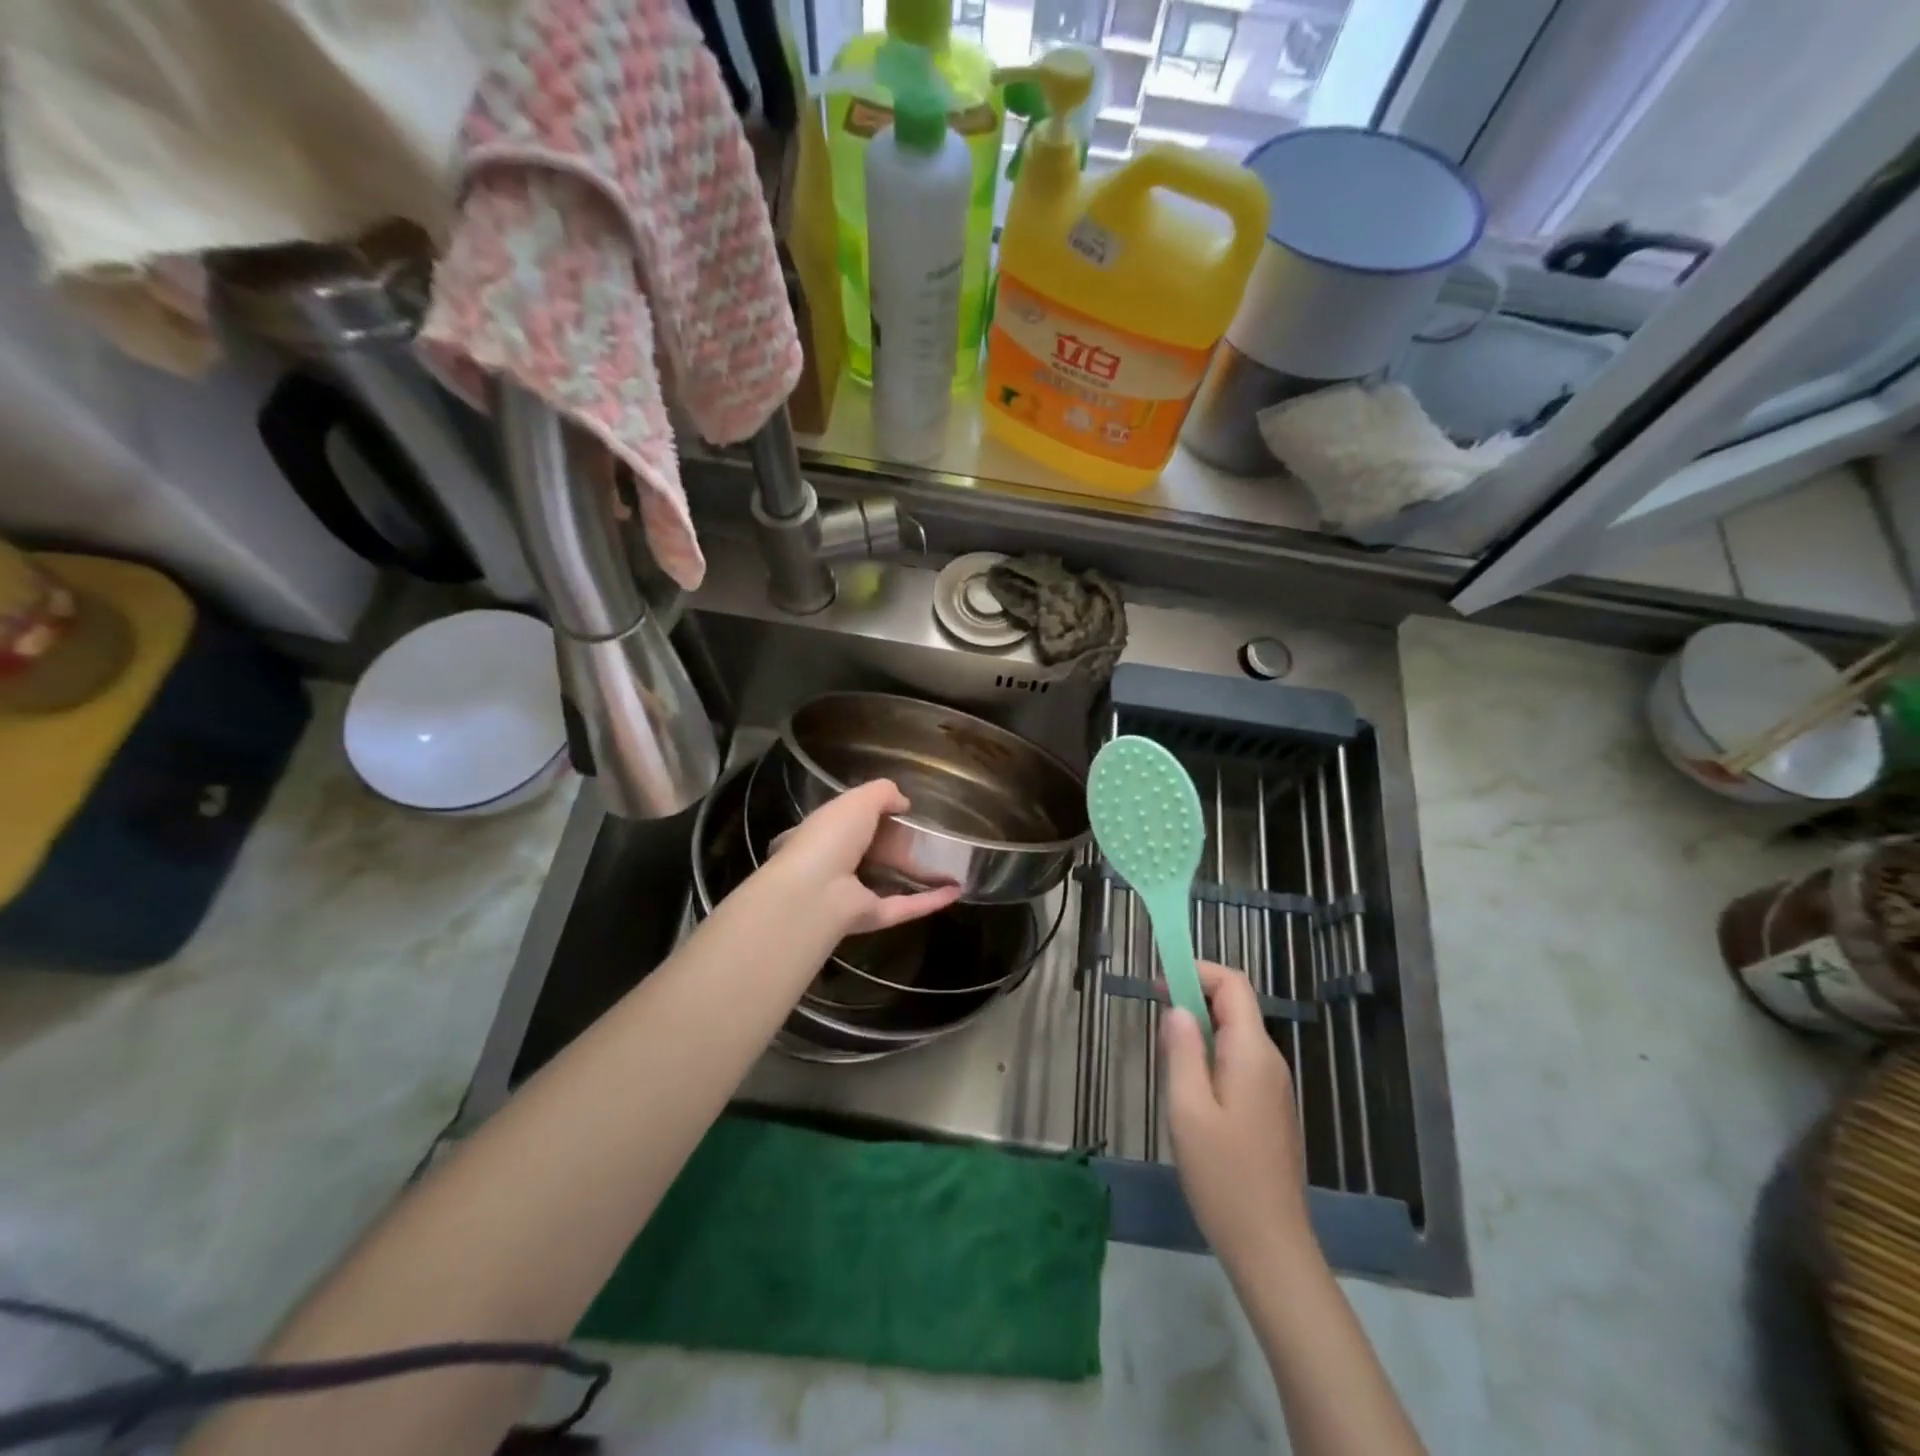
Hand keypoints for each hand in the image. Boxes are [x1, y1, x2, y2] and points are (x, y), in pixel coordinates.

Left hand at [765, 779, 962, 934]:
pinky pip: (904, 906)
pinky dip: (929, 900)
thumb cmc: (829, 837)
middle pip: (867, 855)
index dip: (865, 817)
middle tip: (927, 838)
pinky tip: (955, 891)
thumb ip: (882, 793)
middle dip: (893, 847)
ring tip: (948, 866)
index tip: (894, 812)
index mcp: (820, 835)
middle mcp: (832, 866)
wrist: (815, 891)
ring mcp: (852, 895)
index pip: (842, 824)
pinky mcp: (871, 918)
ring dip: (915, 876)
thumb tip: (904, 803)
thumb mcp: (858, 800)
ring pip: (887, 883)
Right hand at [1163, 961, 1312, 1271]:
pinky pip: (1239, 1064)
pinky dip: (1211, 1058)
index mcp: (1252, 1053)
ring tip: (1169, 1066)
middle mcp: (1269, 1062)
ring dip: (1200, 1033)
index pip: (1233, 984)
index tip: (1159, 985)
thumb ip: (1181, 1051)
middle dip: (1194, 1001)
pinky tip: (1191, 1095)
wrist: (1271, 1248)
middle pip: (1235, 1007)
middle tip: (1157, 1030)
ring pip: (1235, 1036)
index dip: (1197, 972)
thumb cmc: (1223, 1176)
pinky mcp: (1270, 1110)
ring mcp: (1274, 1087)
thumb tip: (1177, 1008)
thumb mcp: (1187, 1109)